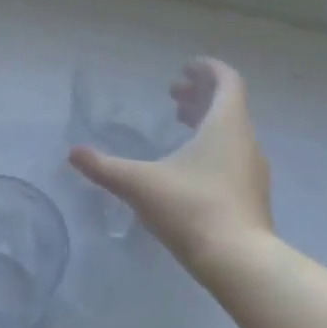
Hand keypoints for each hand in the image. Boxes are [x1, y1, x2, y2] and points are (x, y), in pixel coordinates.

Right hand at [68, 58, 274, 265]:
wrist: (237, 259)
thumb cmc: (190, 208)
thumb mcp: (139, 184)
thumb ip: (104, 167)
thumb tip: (73, 153)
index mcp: (226, 125)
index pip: (227, 81)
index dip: (207, 69)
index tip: (186, 68)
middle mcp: (246, 141)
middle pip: (229, 105)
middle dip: (200, 96)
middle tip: (173, 97)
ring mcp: (253, 171)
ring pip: (232, 133)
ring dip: (207, 124)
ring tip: (180, 128)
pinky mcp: (252, 196)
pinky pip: (234, 157)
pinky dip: (214, 149)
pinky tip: (190, 170)